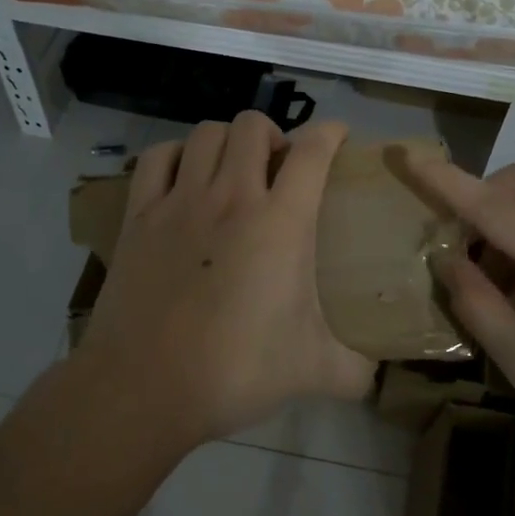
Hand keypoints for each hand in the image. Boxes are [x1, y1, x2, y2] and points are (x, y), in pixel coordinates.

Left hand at [81, 112, 374, 444]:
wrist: (144, 389)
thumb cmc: (236, 372)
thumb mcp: (313, 372)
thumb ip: (355, 369)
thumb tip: (376, 371)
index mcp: (280, 223)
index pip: (312, 151)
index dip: (329, 132)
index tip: (337, 136)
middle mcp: (231, 197)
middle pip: (252, 126)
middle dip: (273, 134)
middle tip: (278, 167)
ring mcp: (179, 202)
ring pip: (205, 133)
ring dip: (227, 141)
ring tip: (233, 168)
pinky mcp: (138, 216)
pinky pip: (156, 158)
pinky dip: (175, 154)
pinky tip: (185, 175)